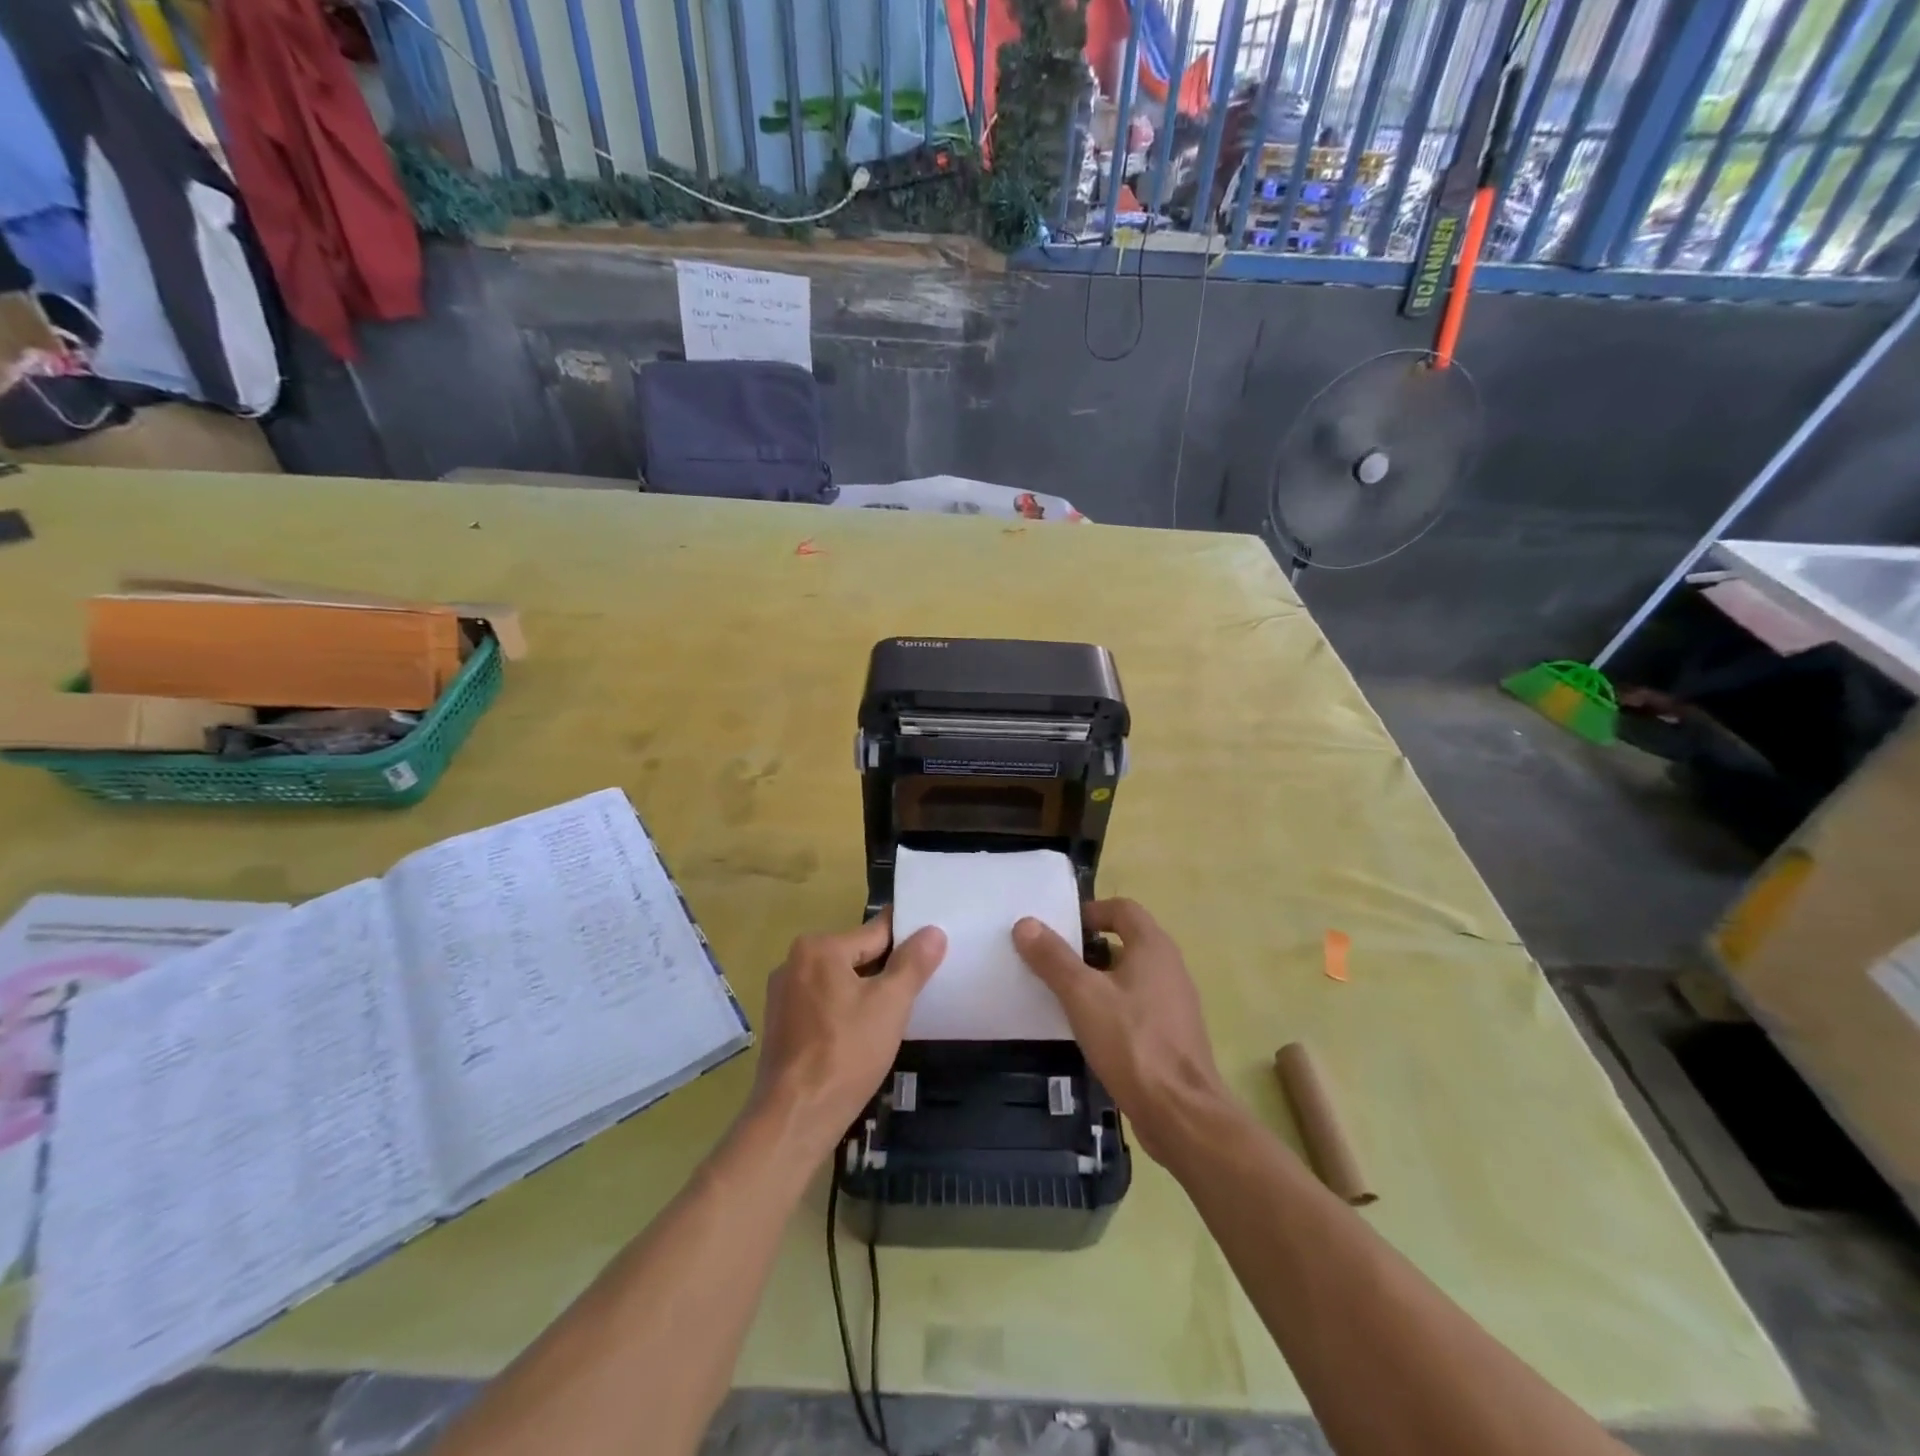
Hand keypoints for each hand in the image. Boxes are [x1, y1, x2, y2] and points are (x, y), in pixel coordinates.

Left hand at [748, 913, 946, 1162]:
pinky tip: (861, 1035)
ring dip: (864, 993)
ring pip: (838, 982)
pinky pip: (822, 1004)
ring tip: (893, 1015)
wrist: (795, 1117)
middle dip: (885, 971)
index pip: (875, 933)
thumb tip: (932, 931)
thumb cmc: (846, 1053)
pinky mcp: (780, 1024)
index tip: (930, 949)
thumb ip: (913, 964)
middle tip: (917, 990)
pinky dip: (843, 1012)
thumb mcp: (890, 1004)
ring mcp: (782, 994)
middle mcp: (794, 962)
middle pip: (855, 956)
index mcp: (818, 948)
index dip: (907, 941)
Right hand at [1013, 899, 1228, 1164]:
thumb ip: (1053, 958)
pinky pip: (1137, 1005)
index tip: (1059, 930)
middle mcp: (1169, 967)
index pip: (1122, 909)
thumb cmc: (1131, 1042)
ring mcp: (1174, 1002)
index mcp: (1153, 947)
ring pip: (1130, 975)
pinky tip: (1089, 1030)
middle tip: (1053, 962)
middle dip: (1088, 948)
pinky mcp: (1172, 1034)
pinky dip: (1112, 1007)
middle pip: (1126, 941)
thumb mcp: (1082, 995)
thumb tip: (1025, 923)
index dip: (1090, 912)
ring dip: (1098, 979)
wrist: (1181, 1113)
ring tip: (1064, 996)